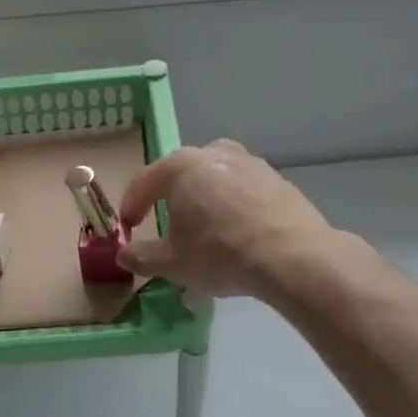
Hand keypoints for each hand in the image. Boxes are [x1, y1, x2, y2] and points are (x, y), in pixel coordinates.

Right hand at [116, 139, 339, 300]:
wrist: (294, 256)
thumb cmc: (220, 252)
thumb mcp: (171, 263)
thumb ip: (140, 256)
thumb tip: (123, 254)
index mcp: (180, 166)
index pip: (144, 182)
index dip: (131, 206)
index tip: (128, 229)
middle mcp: (214, 153)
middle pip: (182, 179)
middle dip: (172, 206)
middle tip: (169, 234)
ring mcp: (250, 163)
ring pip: (215, 186)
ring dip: (205, 209)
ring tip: (207, 242)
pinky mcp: (278, 181)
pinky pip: (243, 195)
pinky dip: (234, 212)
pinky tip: (238, 241)